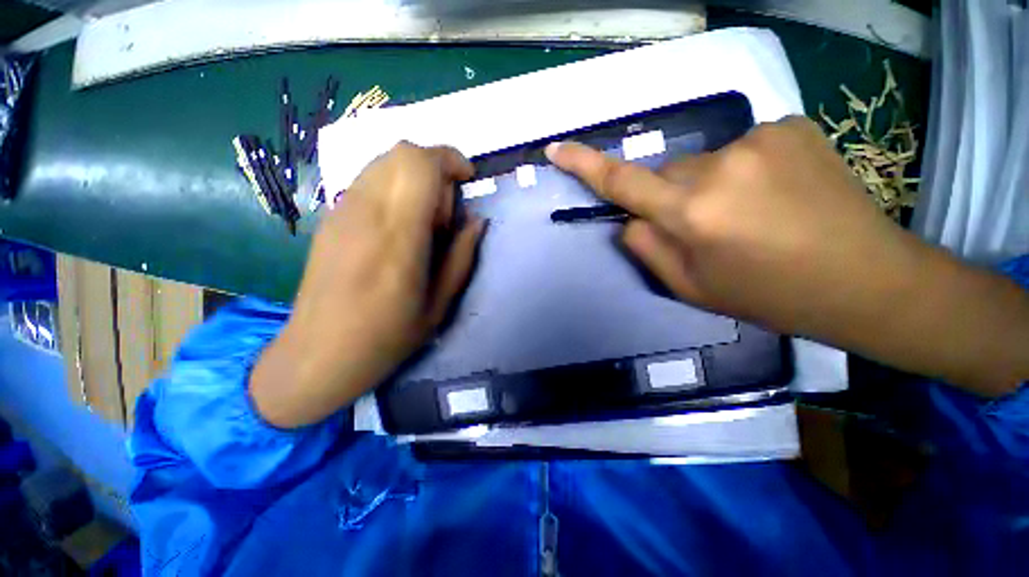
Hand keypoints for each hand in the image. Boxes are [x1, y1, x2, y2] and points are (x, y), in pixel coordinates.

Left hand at [251, 142, 485, 427]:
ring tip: (424, 219)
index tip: (468, 180)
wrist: (317, 353)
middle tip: (446, 210)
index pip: (419, 164)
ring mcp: (342, 211)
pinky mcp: (330, 218)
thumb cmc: (387, 337)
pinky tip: (399, 225)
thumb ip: (462, 256)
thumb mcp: (439, 304)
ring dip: (415, 177)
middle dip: (435, 167)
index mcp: (398, 237)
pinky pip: (369, 180)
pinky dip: (394, 186)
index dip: (449, 159)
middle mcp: (366, 213)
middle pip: (401, 152)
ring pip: (384, 161)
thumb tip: (477, 220)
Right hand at [546, 117, 919, 335]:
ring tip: (750, 216)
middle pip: (666, 173)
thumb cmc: (767, 294)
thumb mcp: (690, 287)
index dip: (585, 164)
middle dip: (671, 198)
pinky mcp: (792, 125)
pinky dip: (744, 171)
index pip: (622, 181)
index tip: (557, 148)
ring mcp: (761, 138)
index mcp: (693, 212)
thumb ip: (647, 248)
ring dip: (709, 187)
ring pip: (704, 163)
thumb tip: (629, 218)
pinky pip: (741, 149)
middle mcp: (721, 166)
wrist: (865, 279)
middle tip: (707, 228)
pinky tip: (777, 194)